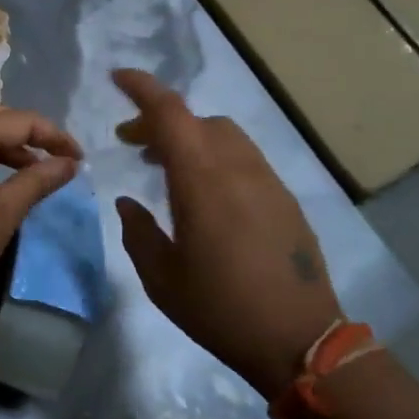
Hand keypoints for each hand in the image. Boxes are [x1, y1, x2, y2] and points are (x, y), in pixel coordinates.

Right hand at [111, 69, 342, 396]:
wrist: (301, 340)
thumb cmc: (220, 309)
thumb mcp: (162, 278)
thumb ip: (139, 232)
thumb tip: (129, 202)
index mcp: (201, 181)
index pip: (170, 114)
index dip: (142, 89)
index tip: (118, 78)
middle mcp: (237, 168)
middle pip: (196, 120)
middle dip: (159, 121)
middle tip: (132, 143)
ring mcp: (267, 181)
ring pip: (224, 135)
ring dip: (190, 137)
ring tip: (167, 165)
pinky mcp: (285, 199)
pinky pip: (244, 158)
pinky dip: (216, 155)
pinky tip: (206, 191)